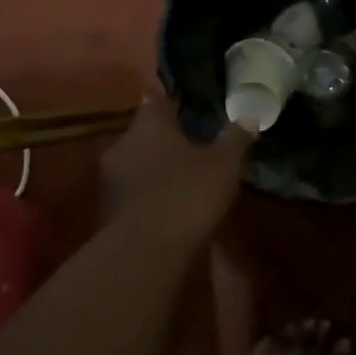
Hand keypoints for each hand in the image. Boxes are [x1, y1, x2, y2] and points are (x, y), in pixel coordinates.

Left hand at [101, 89, 251, 239]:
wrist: (144, 253)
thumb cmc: (187, 194)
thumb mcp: (223, 165)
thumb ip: (235, 139)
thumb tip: (250, 116)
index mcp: (149, 123)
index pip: (158, 101)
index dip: (175, 105)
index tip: (190, 111)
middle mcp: (123, 142)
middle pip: (146, 133)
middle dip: (166, 140)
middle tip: (192, 148)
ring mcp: (110, 177)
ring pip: (136, 162)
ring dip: (154, 168)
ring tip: (181, 179)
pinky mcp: (105, 208)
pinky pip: (131, 191)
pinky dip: (146, 194)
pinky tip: (167, 206)